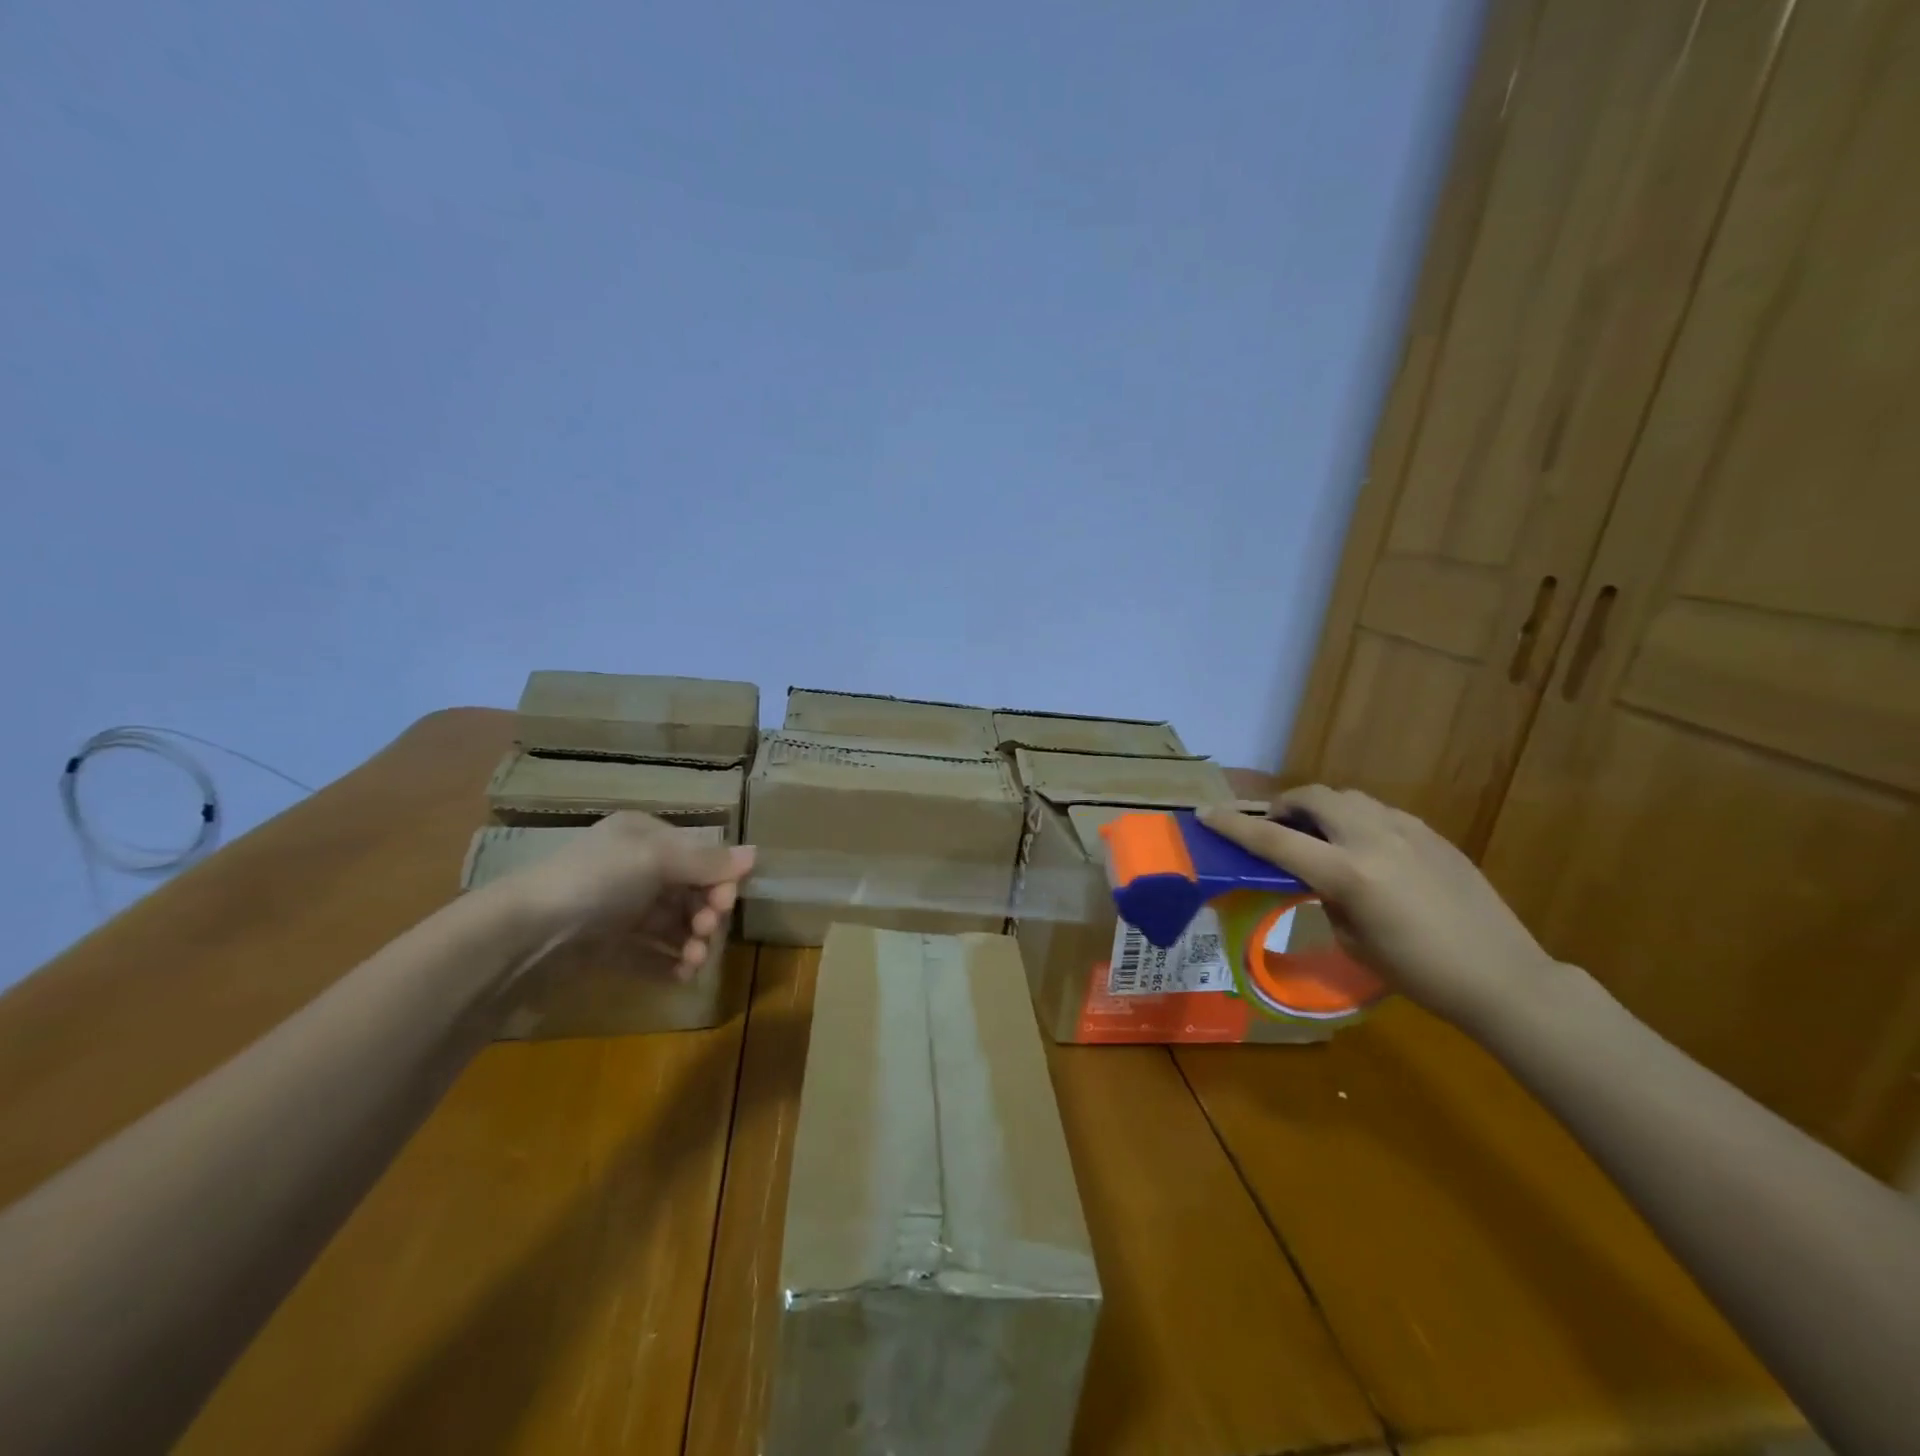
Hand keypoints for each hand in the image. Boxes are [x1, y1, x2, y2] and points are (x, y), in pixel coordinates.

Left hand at [498, 812, 754, 981]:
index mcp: (644, 837)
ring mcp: (619, 910)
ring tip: (693, 963)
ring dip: (691, 942)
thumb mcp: (656, 859)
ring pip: (671, 924)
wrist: (523, 936)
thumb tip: (755, 854)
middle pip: (688, 891)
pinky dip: (668, 964)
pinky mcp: (605, 948)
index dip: (718, 879)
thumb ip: (708, 862)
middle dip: (705, 913)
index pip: (697, 855)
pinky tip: (681, 978)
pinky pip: (648, 954)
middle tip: (706, 933)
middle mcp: (633, 869)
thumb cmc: (596, 882)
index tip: (726, 903)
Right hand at [1197, 787, 1560, 1033]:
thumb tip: (1318, 877)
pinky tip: (1365, 848)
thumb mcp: (1353, 940)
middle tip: (1276, 825)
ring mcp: (1407, 830)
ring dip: (1322, 807)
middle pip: (1313, 797)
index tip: (1206, 814)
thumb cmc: (1419, 973)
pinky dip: (1357, 819)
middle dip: (1284, 805)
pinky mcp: (1432, 834)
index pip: (1275, 839)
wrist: (1503, 977)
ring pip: (1349, 797)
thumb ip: (1327, 897)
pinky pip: (1380, 812)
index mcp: (1348, 873)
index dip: (1235, 826)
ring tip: (1319, 834)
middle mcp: (1373, 839)